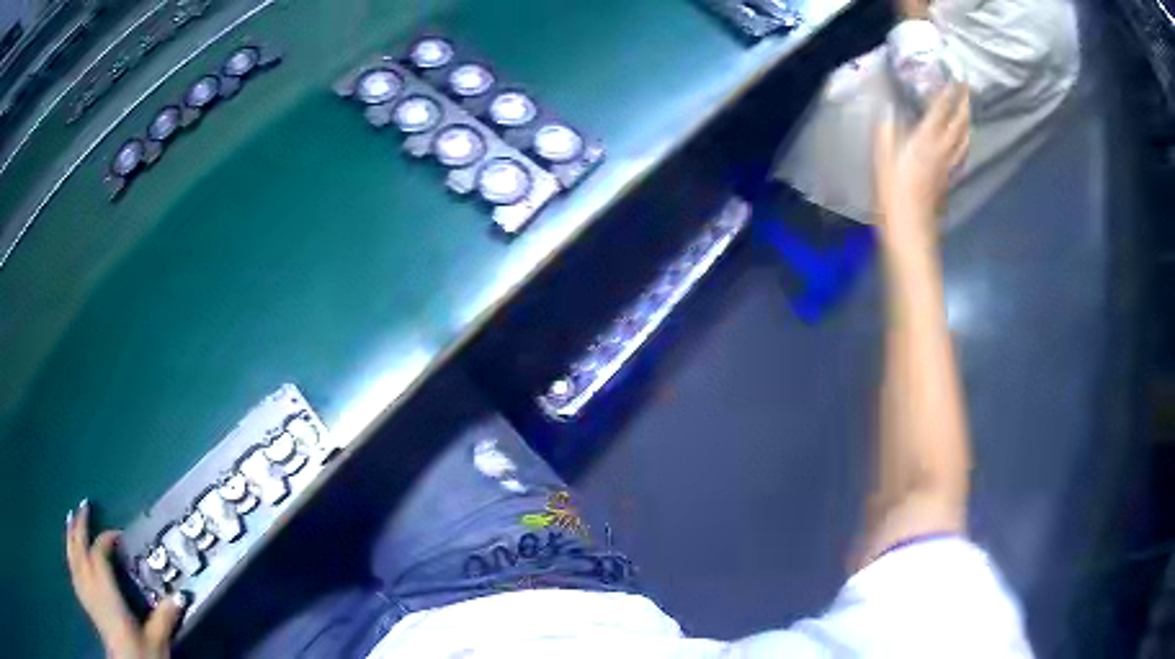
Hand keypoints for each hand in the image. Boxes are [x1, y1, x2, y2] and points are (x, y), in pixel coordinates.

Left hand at [66, 500, 184, 658]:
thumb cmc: (142, 655)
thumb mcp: (157, 640)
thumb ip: (165, 617)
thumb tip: (181, 596)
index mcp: (107, 592)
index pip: (99, 554)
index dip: (106, 539)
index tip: (118, 535)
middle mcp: (91, 587)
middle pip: (80, 549)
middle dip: (80, 526)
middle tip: (83, 505)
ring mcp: (86, 595)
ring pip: (72, 558)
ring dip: (71, 537)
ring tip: (70, 519)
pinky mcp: (86, 604)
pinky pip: (73, 572)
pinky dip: (70, 557)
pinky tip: (71, 554)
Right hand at [873, 84, 970, 247]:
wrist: (910, 227)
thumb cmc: (893, 193)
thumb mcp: (882, 157)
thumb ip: (887, 130)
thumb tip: (888, 109)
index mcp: (925, 141)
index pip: (940, 111)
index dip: (948, 93)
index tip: (955, 77)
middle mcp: (941, 149)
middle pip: (958, 123)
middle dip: (964, 104)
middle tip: (967, 88)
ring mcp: (948, 165)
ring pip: (964, 139)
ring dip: (967, 122)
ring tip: (968, 110)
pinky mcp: (949, 177)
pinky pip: (961, 154)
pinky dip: (965, 142)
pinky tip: (965, 140)